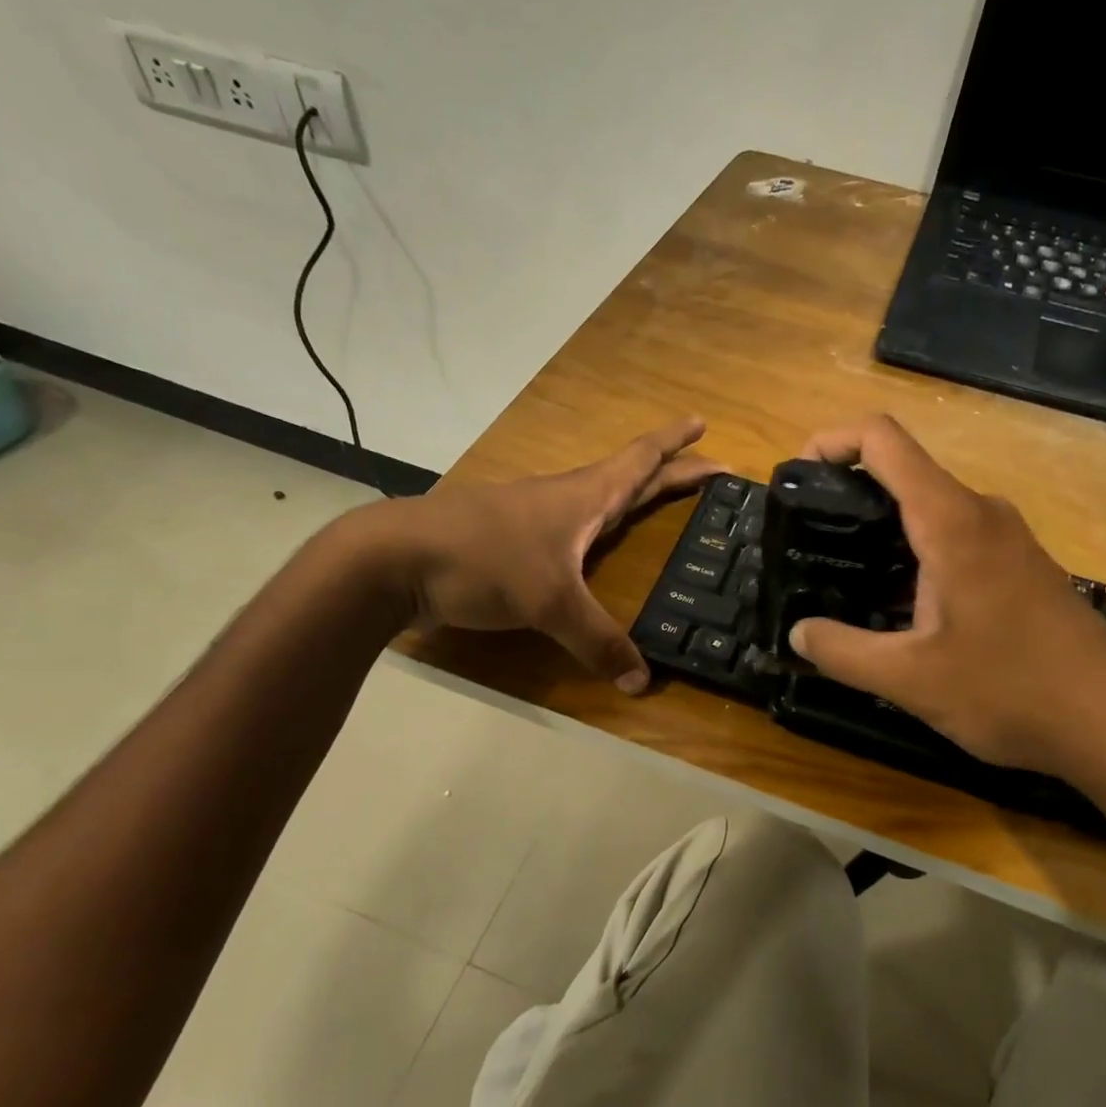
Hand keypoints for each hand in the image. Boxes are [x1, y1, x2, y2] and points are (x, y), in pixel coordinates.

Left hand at [348, 418, 718, 691]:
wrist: (396, 559)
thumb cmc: (484, 559)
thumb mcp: (550, 602)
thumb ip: (597, 641)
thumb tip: (641, 683)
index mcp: (585, 496)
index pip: (641, 459)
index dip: (676, 444)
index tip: (704, 423)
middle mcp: (566, 499)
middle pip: (630, 477)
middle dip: (671, 472)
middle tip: (710, 471)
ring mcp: (537, 519)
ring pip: (599, 500)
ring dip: (634, 497)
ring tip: (659, 505)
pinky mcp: (514, 543)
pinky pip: (573, 529)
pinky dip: (600, 529)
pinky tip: (596, 550)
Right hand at [787, 415, 1105, 791]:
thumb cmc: (1010, 690)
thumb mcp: (910, 678)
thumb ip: (842, 651)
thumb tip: (797, 632)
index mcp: (951, 520)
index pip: (883, 440)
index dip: (831, 441)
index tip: (797, 478)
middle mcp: (981, 513)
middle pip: (903, 473)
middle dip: (848, 497)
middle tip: (810, 544)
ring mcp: (1006, 539)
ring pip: (929, 511)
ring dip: (882, 535)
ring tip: (843, 580)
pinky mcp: (1020, 566)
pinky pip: (954, 540)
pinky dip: (914, 557)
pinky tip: (898, 611)